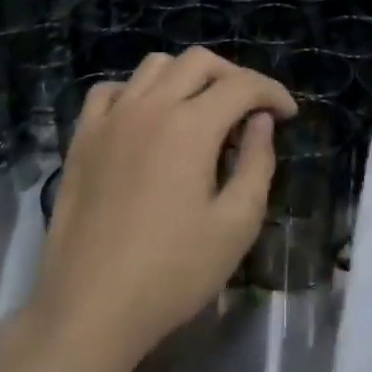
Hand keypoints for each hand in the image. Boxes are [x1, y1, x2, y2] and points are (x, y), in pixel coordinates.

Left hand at [31, 48, 295, 369]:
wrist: (91, 308)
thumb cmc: (173, 272)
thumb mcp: (236, 224)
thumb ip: (257, 163)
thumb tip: (260, 122)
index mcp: (191, 126)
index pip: (242, 85)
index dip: (273, 92)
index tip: (289, 115)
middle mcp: (149, 107)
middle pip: (199, 62)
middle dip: (235, 77)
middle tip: (251, 110)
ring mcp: (110, 120)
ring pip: (154, 66)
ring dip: (187, 77)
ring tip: (202, 110)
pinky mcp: (82, 139)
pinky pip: (110, 91)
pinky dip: (137, 92)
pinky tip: (147, 119)